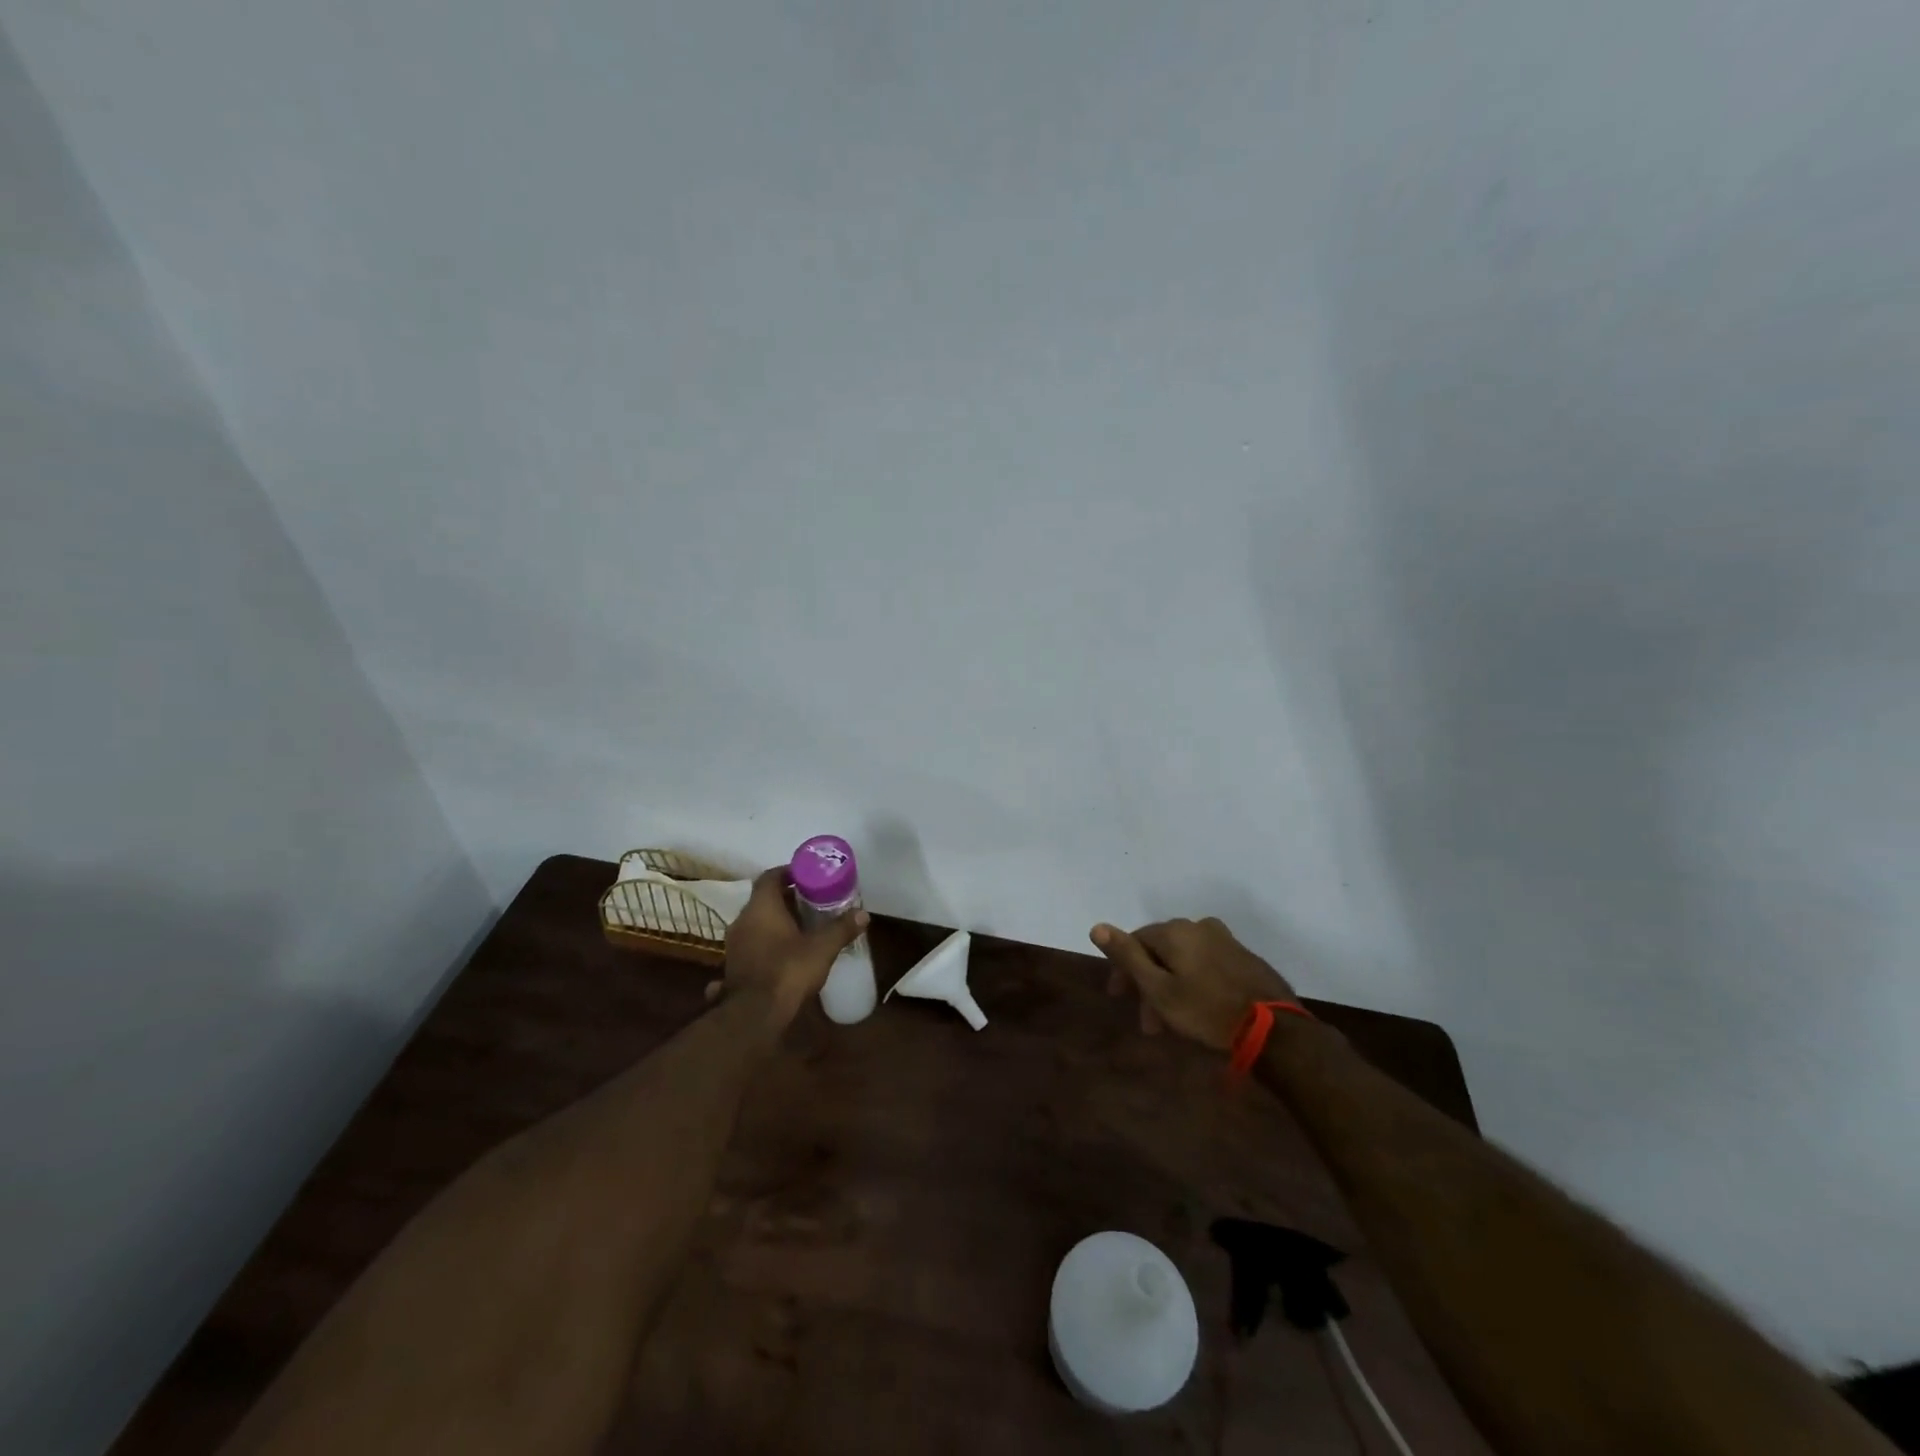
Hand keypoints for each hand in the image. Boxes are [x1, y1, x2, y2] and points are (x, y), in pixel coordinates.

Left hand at [709, 868, 868, 1030]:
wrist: (754, 1016)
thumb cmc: (787, 971)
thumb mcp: (822, 948)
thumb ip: (841, 928)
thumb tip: (863, 914)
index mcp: (761, 907)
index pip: (770, 877)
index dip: (788, 872)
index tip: (807, 875)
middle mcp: (743, 920)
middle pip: (764, 899)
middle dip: (787, 898)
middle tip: (812, 901)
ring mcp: (735, 944)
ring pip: (757, 922)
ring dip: (777, 921)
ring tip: (803, 926)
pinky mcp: (735, 966)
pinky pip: (753, 942)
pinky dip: (769, 941)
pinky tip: (788, 952)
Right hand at [1090, 917, 1296, 1050]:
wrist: (1275, 1029)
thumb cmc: (1206, 1010)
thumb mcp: (1158, 989)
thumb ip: (1127, 956)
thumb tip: (1097, 926)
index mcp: (1175, 930)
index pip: (1135, 940)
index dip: (1123, 968)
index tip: (1119, 997)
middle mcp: (1198, 926)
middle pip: (1160, 950)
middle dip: (1148, 982)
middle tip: (1148, 1021)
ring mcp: (1224, 939)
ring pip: (1183, 958)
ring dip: (1170, 985)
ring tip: (1171, 1022)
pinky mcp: (1243, 956)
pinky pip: (1205, 963)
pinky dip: (1193, 981)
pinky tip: (1197, 1006)